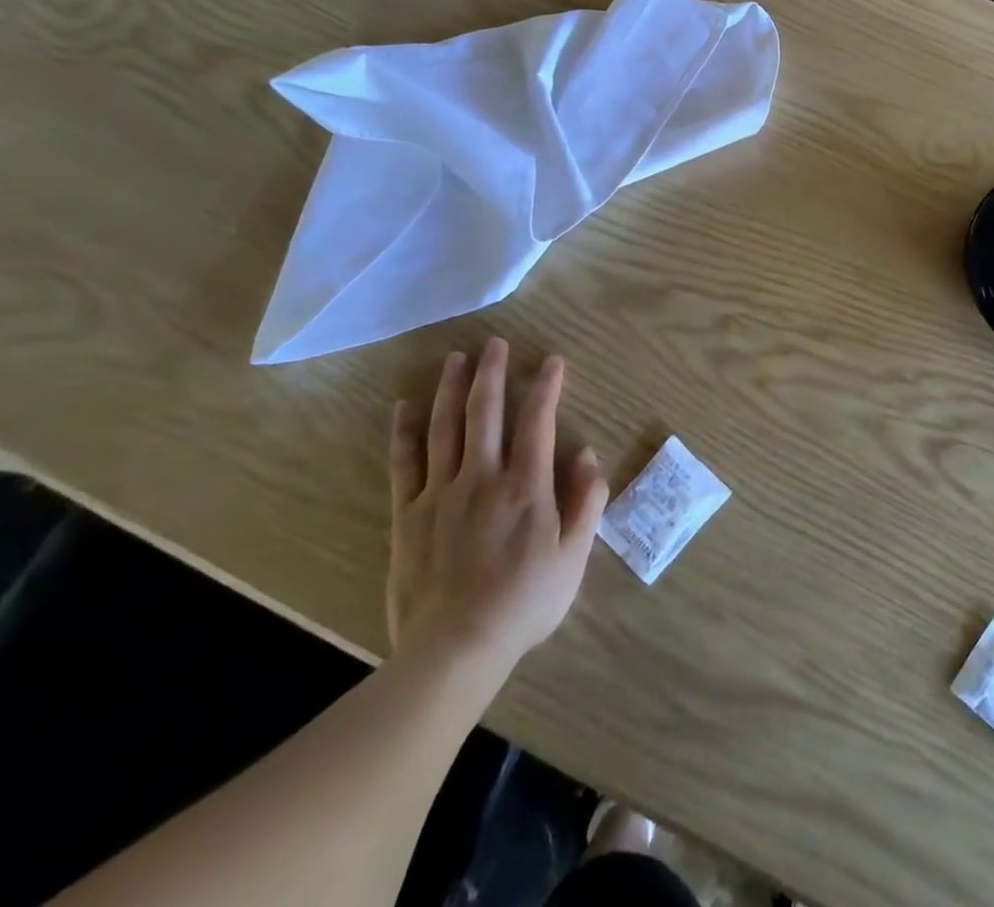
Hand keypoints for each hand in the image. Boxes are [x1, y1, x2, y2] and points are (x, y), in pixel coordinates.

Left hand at [388, 338, 608, 678]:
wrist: (455, 649)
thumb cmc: (524, 603)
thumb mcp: (574, 557)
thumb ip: (585, 502)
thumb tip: (588, 455)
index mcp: (526, 486)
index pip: (537, 421)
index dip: (546, 386)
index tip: (552, 361)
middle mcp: (483, 477)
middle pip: (486, 412)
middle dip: (493, 373)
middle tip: (495, 343)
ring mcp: (441, 493)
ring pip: (445, 428)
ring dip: (451, 389)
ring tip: (456, 359)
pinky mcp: (408, 515)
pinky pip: (405, 464)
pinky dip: (405, 432)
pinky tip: (405, 407)